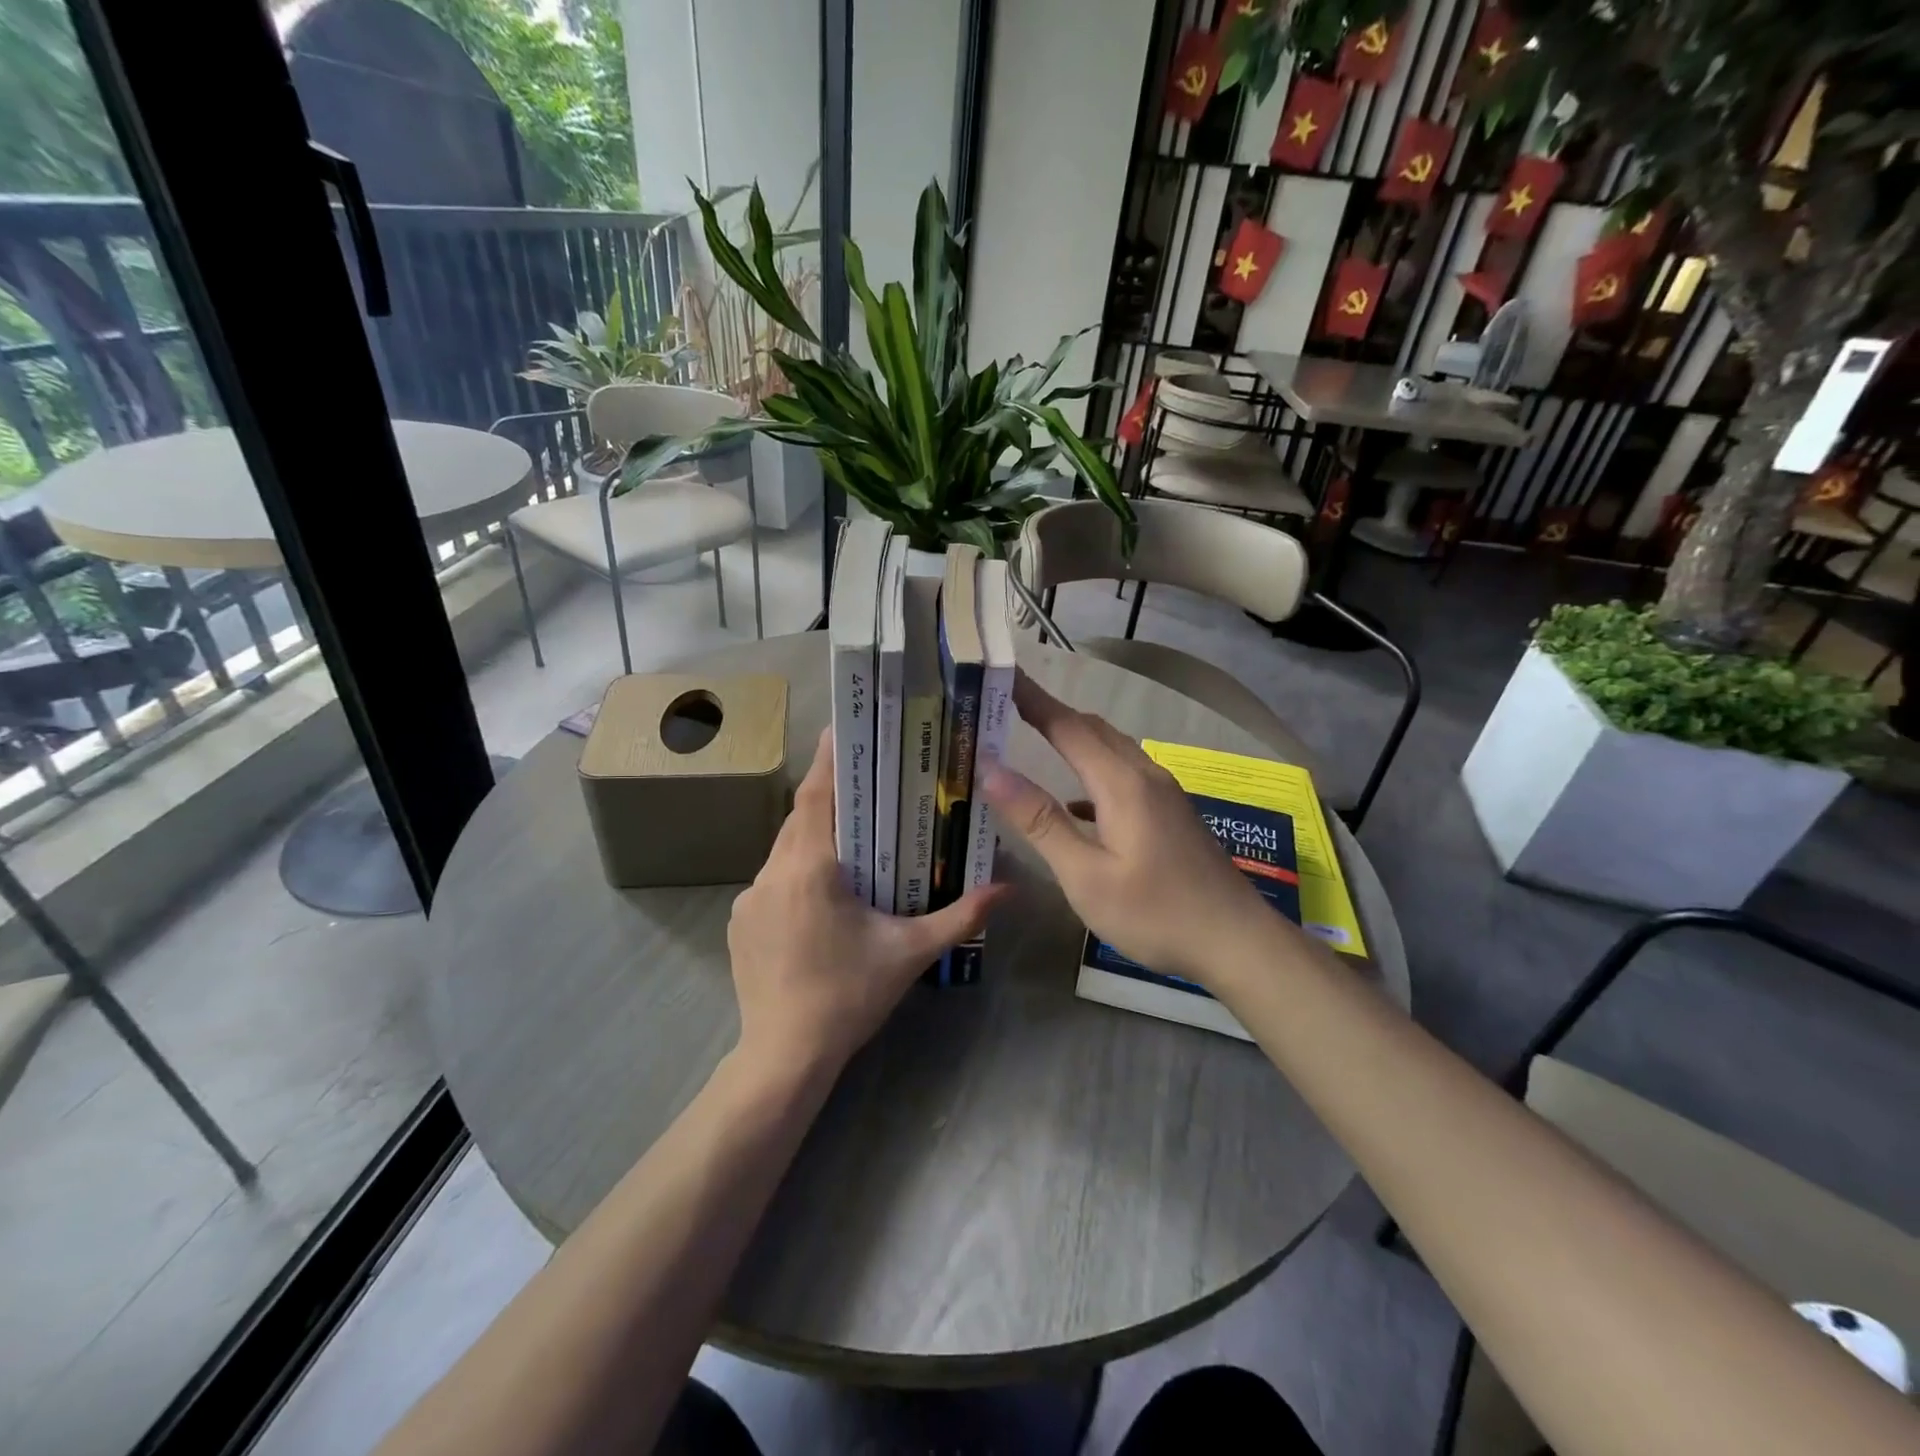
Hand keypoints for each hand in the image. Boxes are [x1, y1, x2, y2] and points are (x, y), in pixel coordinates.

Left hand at [728, 728, 1001, 1083]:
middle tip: (862, 780)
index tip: (841, 728)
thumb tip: (1010, 888)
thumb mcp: (910, 952)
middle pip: (799, 818)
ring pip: (784, 848)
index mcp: (811, 869)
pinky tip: (821, 891)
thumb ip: (961, 916)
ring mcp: (750, 898)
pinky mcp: (740, 921)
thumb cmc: (849, 996)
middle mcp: (773, 873)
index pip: (815, 797)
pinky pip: (772, 878)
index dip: (827, 761)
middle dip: (827, 795)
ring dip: (813, 835)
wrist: (784, 1055)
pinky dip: (797, 869)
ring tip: (849, 835)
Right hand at [982, 671, 1274, 989]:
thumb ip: (1039, 821)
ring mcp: (1164, 794)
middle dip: (1050, 712)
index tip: (1001, 674)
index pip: (1067, 726)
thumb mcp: (1086, 876)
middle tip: (1008, 706)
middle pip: (1092, 729)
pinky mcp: (1171, 814)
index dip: (1031, 699)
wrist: (1237, 942)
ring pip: (1112, 749)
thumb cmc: (1155, 913)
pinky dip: (1093, 772)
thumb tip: (991, 770)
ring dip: (1074, 738)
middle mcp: (1145, 775)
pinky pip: (1124, 775)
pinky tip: (1077, 803)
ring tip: (1036, 740)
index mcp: (1122, 783)